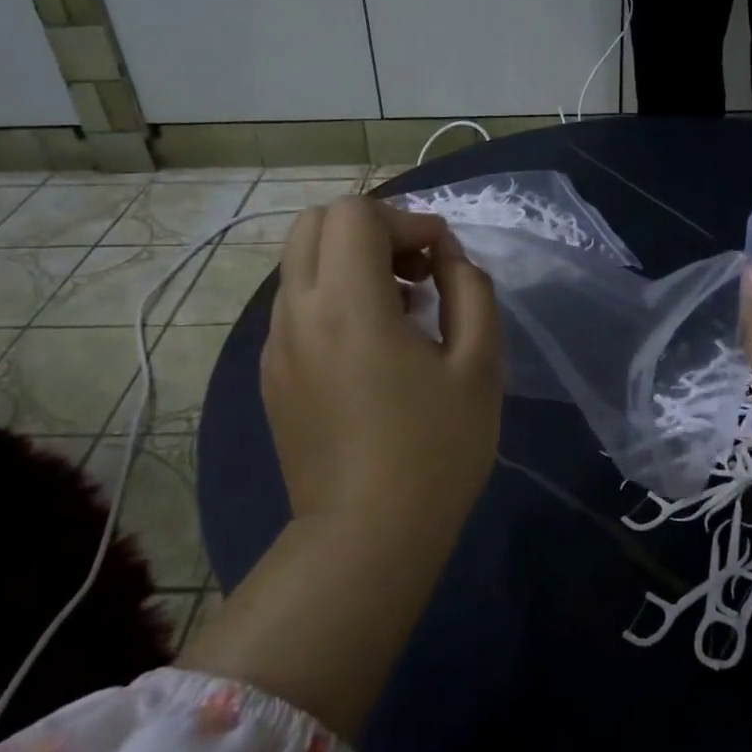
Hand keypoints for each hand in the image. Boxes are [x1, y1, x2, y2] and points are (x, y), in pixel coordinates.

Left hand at [262, 196, 502, 537]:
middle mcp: (298, 312)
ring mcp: (276, 345)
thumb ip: (470, 289)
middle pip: (315, 224)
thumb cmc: (435, 450)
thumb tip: (446, 255)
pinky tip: (371, 347)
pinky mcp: (272, 375)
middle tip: (415, 270)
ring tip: (400, 309)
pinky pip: (296, 306)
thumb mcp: (479, 364)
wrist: (366, 538)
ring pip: (300, 264)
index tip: (441, 258)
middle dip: (370, 230)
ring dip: (349, 263)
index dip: (406, 219)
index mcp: (347, 303)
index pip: (355, 213)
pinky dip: (332, 298)